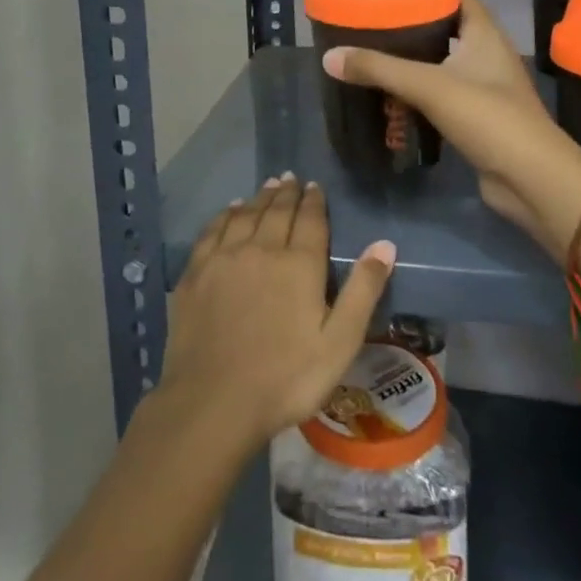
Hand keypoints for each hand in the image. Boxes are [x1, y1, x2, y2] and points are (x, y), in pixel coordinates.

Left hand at [159, 176, 395, 452]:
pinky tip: (229, 211)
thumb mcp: (339, 342)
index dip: (314, 201)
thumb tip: (385, 244)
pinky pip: (213, 231)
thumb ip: (363, 290)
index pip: (310, 220)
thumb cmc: (286, 378)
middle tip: (291, 179)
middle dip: (287, 193)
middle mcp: (261, 249)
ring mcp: (224, 258)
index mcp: (299, 264)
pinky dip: (225, 215)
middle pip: (276, 211)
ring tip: (268, 186)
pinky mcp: (195, 273)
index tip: (315, 186)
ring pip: (245, 215)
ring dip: (259, 198)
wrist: (213, 402)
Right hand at [321, 0, 580, 259]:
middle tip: (373, 23)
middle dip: (413, 26)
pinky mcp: (477, 118)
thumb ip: (379, 69)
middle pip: (448, 29)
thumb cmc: (487, 117)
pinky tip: (391, 96)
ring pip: (444, 64)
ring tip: (374, 54)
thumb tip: (329, 57)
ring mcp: (484, 88)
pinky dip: (419, 93)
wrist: (531, 179)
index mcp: (484, 34)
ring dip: (414, 61)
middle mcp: (487, 55)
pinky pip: (443, 96)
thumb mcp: (429, 86)